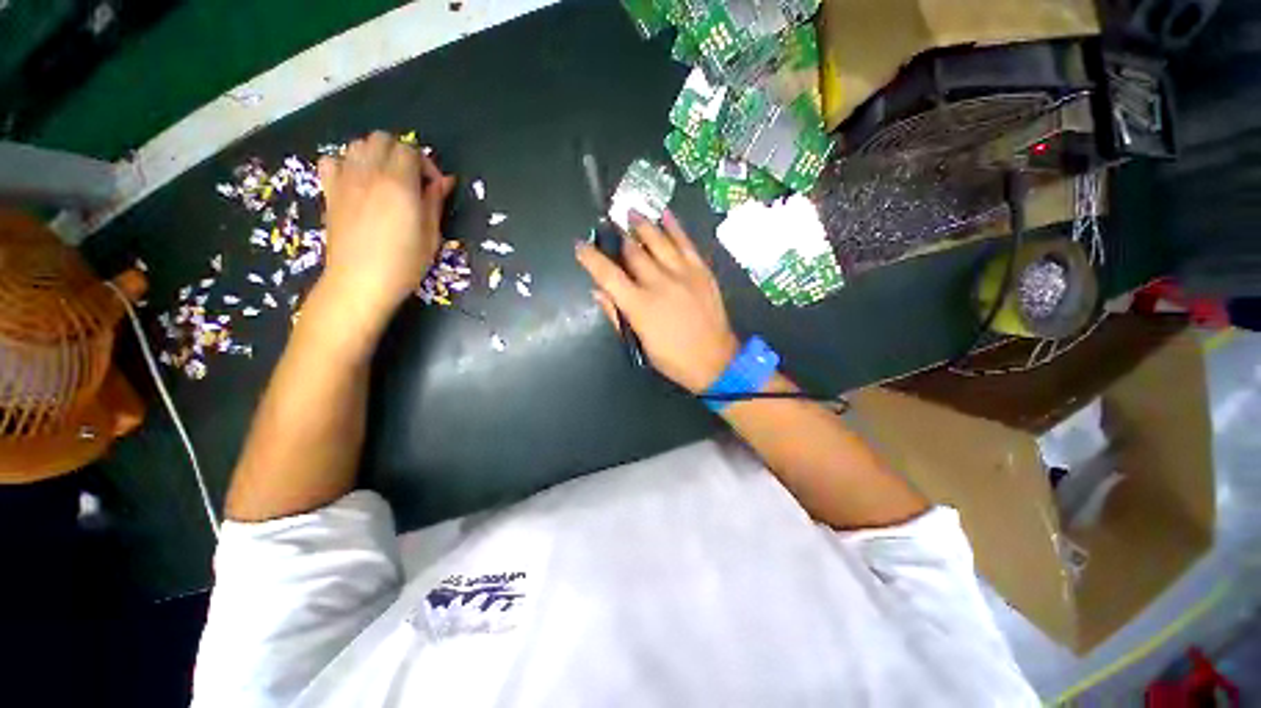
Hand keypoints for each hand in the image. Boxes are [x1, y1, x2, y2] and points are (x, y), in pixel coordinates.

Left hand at [315, 131, 455, 330]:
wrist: (360, 282)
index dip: (426, 164)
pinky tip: (357, 182)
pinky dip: (346, 163)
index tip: (434, 188)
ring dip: (376, 155)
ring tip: (387, 179)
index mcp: (399, 184)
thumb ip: (435, 202)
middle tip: (412, 180)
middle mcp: (369, 173)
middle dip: (401, 153)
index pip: (411, 151)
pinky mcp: (330, 191)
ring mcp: (345, 180)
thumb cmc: (404, 264)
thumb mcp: (431, 236)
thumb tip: (445, 181)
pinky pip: (332, 160)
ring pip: (358, 145)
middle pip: (383, 139)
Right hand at [576, 211, 739, 393]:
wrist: (715, 361)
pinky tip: (665, 213)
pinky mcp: (701, 271)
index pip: (608, 275)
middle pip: (633, 251)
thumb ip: (617, 316)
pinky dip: (675, 227)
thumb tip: (598, 292)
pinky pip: (686, 242)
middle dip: (617, 237)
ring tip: (631, 211)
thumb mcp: (639, 344)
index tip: (580, 245)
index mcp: (640, 305)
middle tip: (609, 225)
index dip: (590, 258)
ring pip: (658, 240)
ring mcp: (683, 273)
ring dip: (642, 224)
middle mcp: (659, 283)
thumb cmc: (673, 358)